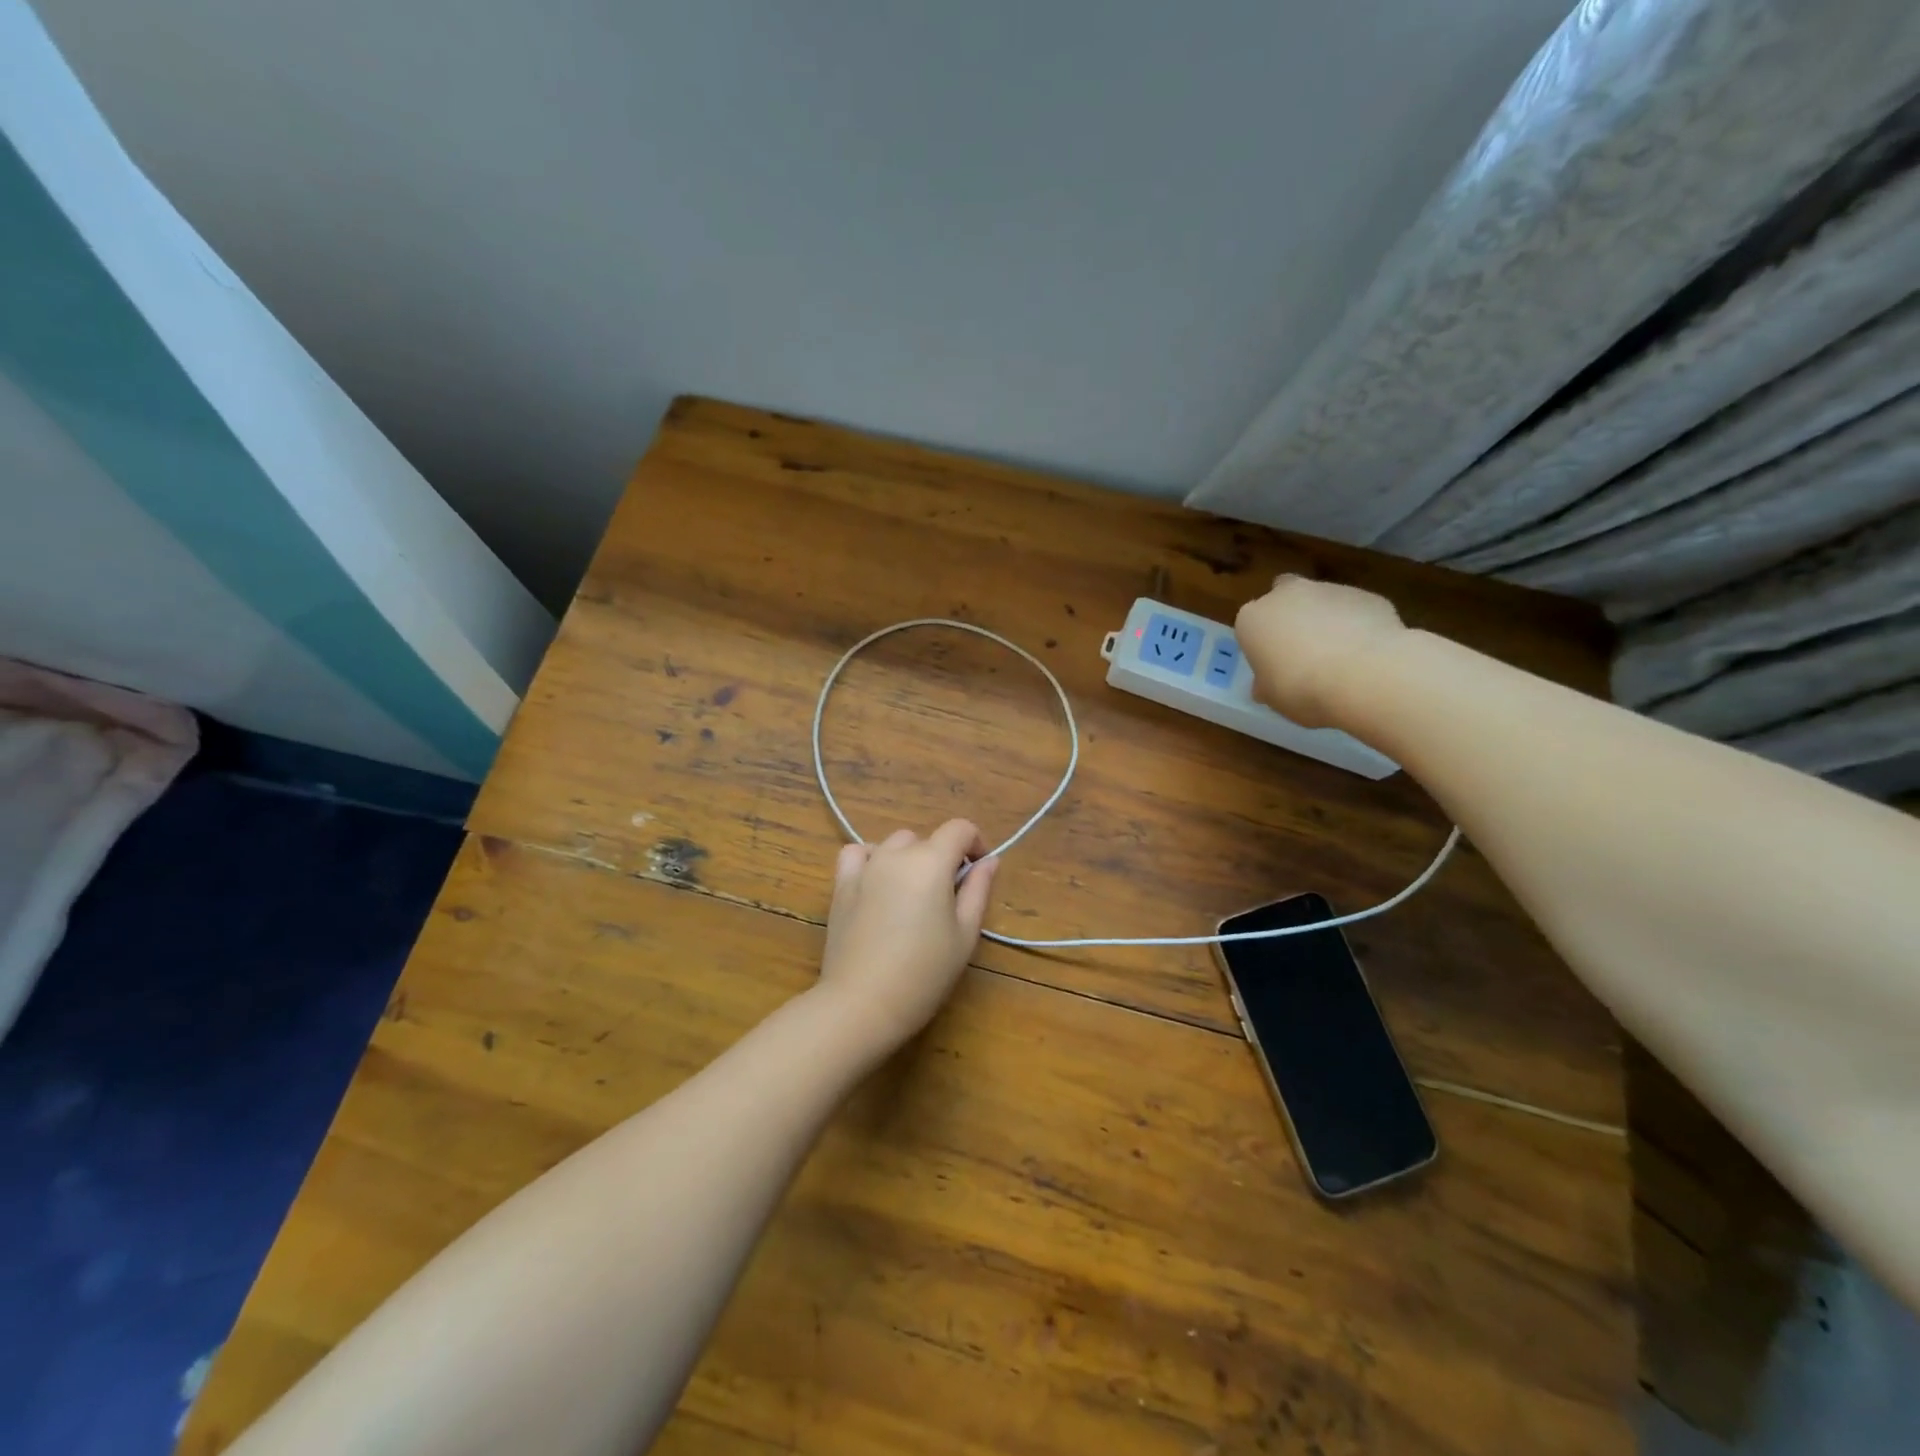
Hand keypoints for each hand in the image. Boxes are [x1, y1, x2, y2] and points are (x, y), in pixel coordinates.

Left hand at [815, 819, 999, 1056]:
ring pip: (894, 845)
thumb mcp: (964, 934)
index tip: (978, 873)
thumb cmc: (924, 973)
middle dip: (942, 859)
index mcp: (931, 862)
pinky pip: (857, 854)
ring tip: (912, 896)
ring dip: (909, 859)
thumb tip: (988, 861)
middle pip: (927, 840)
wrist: (863, 1004)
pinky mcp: (841, 885)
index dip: (975, 843)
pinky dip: (871, 859)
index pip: (960, 829)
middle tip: (946, 900)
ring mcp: (865, 867)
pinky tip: (877, 883)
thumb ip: (978, 890)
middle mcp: (896, 854)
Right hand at [1235, 575, 1407, 727]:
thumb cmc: (1300, 688)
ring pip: (1322, 601)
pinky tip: (1366, 654)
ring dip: (1326, 620)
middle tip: (1301, 649)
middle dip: (1291, 616)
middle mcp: (1287, 595)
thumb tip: (1265, 685)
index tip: (1271, 664)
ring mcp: (1330, 590)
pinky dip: (1358, 626)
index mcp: (1254, 618)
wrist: (1363, 676)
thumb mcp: (1271, 696)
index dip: (1261, 643)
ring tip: (1341, 657)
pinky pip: (1356, 611)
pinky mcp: (1368, 596)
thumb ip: (1266, 683)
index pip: (1250, 624)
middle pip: (1284, 596)